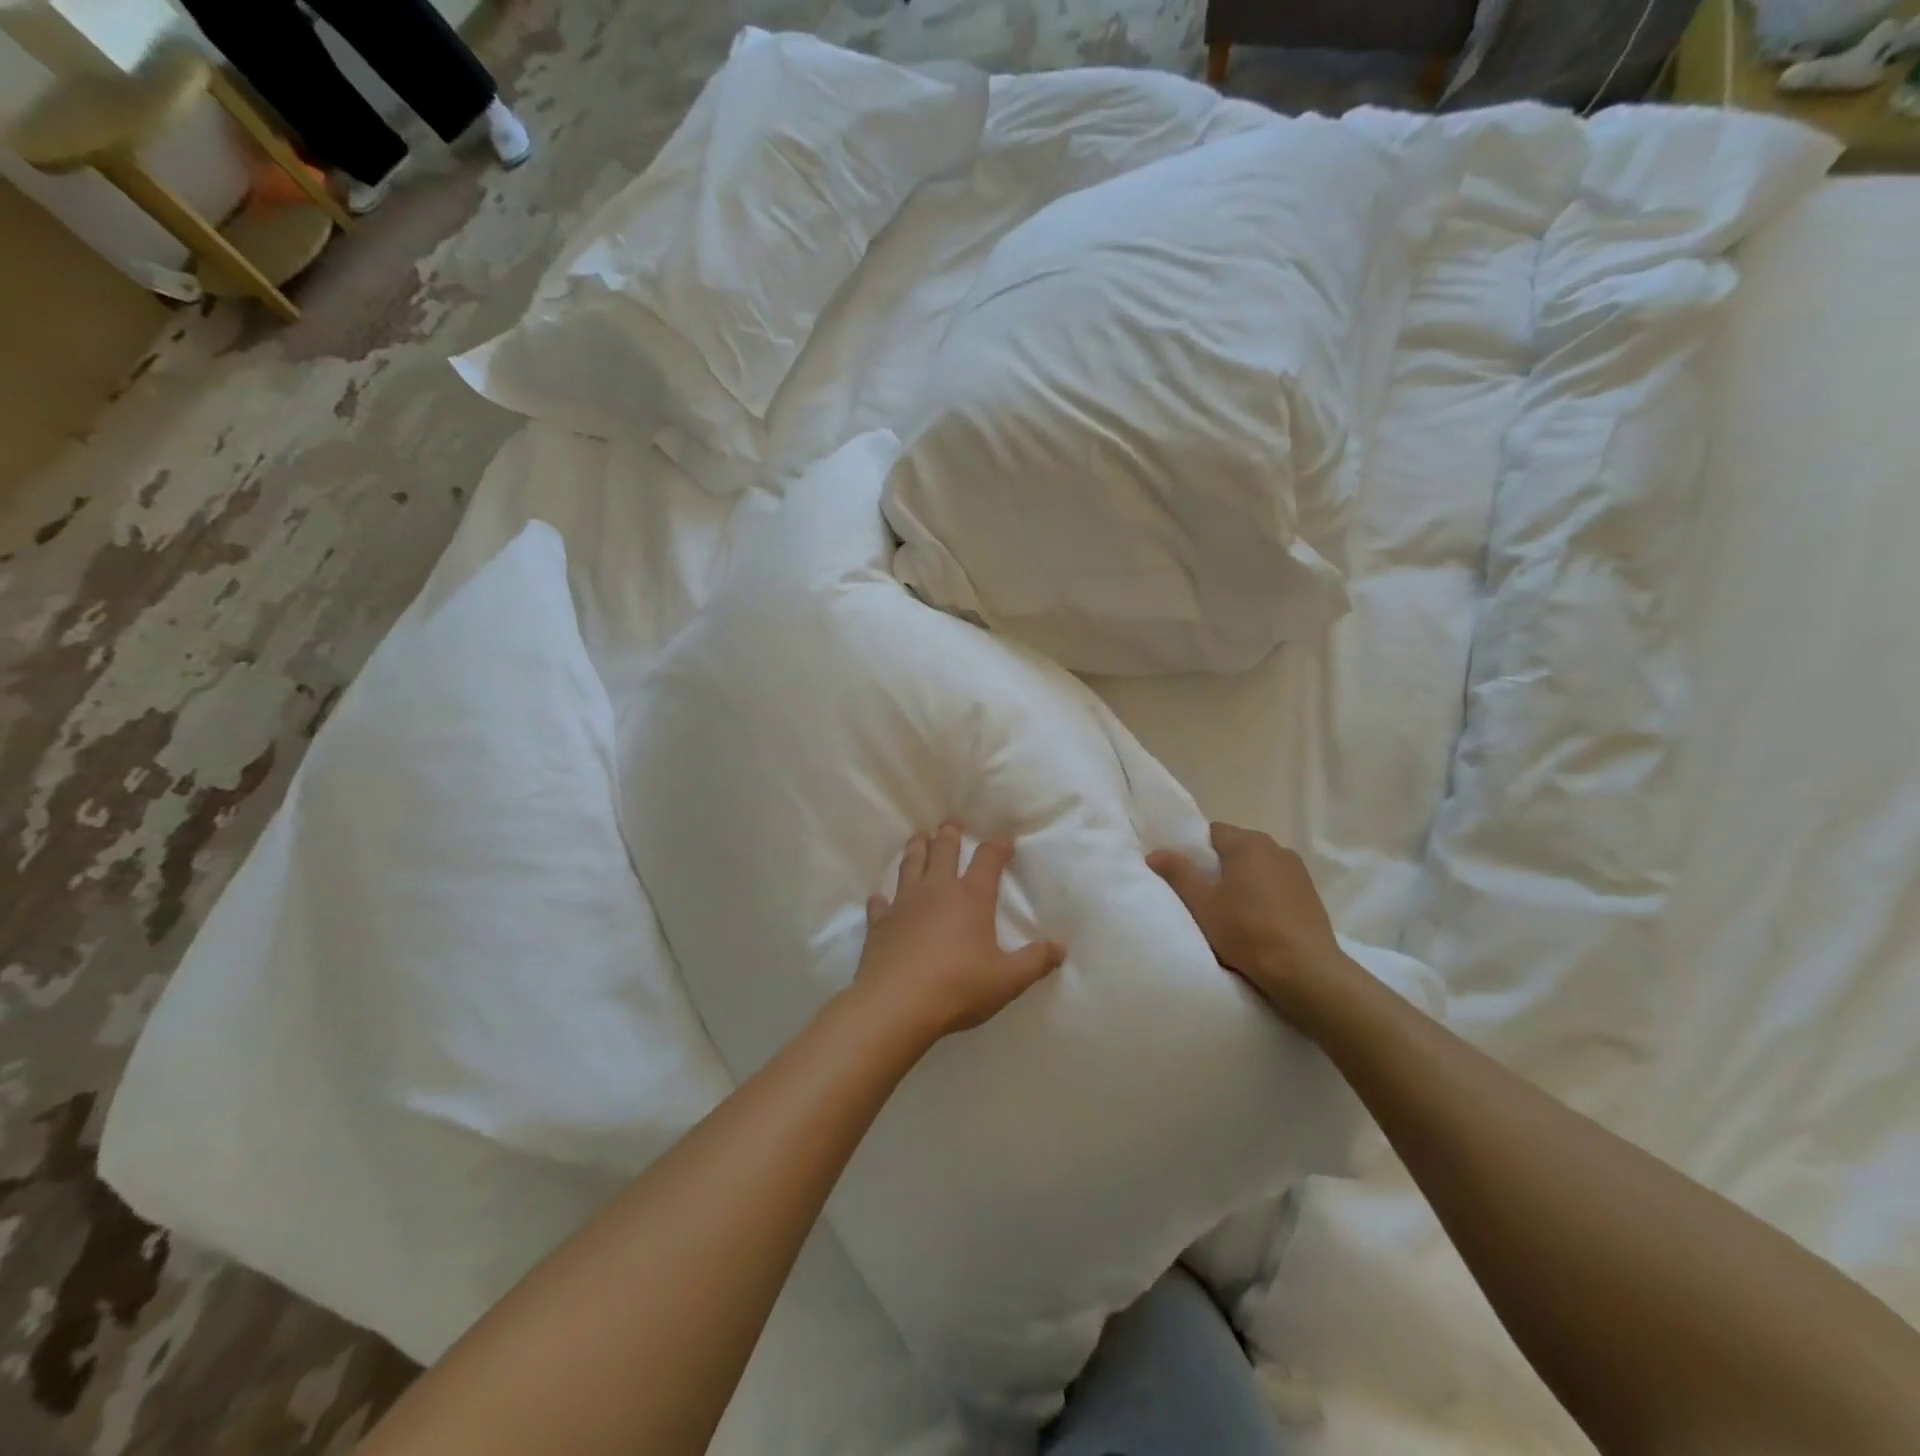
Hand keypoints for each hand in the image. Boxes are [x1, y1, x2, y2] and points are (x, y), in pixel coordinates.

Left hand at [855, 823, 1064, 1040]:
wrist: (896, 1004)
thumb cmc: (958, 987)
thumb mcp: (1007, 980)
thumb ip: (1035, 961)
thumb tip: (1061, 947)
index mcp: (971, 898)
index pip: (988, 861)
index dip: (997, 846)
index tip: (1004, 837)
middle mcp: (937, 891)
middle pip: (943, 851)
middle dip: (949, 835)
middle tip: (949, 822)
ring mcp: (904, 904)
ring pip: (910, 865)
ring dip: (916, 849)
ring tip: (918, 838)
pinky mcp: (879, 923)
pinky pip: (880, 904)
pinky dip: (881, 898)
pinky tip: (879, 897)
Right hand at [1148, 822, 1351, 1030]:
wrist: (1306, 971)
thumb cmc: (1247, 931)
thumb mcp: (1202, 903)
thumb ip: (1178, 873)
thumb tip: (1155, 853)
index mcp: (1248, 843)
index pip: (1213, 832)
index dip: (1196, 850)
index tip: (1187, 875)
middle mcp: (1276, 847)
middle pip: (1237, 847)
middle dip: (1220, 866)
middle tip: (1205, 896)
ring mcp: (1298, 871)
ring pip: (1258, 867)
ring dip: (1244, 881)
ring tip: (1232, 911)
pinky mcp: (1311, 894)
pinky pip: (1277, 885)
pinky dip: (1265, 895)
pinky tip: (1259, 922)